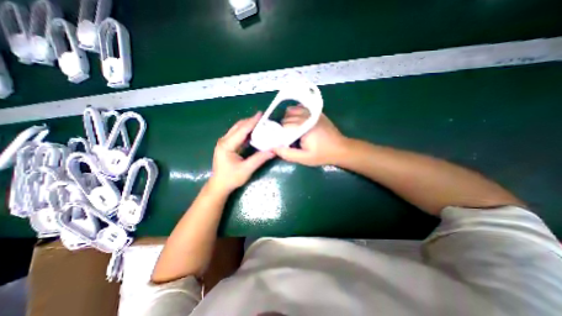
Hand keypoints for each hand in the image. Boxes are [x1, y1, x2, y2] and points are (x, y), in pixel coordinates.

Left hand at [209, 112, 274, 193]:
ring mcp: (224, 142)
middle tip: (263, 118)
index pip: (241, 130)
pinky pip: (237, 134)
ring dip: (248, 125)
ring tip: (259, 123)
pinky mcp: (227, 145)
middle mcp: (224, 141)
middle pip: (238, 127)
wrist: (219, 185)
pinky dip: (245, 131)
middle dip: (250, 121)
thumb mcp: (246, 169)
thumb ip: (259, 159)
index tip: (261, 114)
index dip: (252, 122)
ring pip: (237, 129)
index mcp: (227, 145)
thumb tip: (273, 151)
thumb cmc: (231, 178)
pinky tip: (253, 132)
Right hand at [274, 105, 346, 166]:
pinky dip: (296, 111)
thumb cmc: (322, 155)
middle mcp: (306, 117)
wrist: (340, 149)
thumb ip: (287, 154)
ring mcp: (312, 113)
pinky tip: (297, 120)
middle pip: (287, 118)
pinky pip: (302, 108)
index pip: (283, 126)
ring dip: (288, 119)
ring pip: (292, 111)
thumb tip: (273, 147)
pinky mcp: (317, 113)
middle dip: (283, 127)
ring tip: (291, 129)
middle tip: (287, 137)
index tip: (282, 141)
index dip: (280, 133)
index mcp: (303, 127)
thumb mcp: (304, 158)